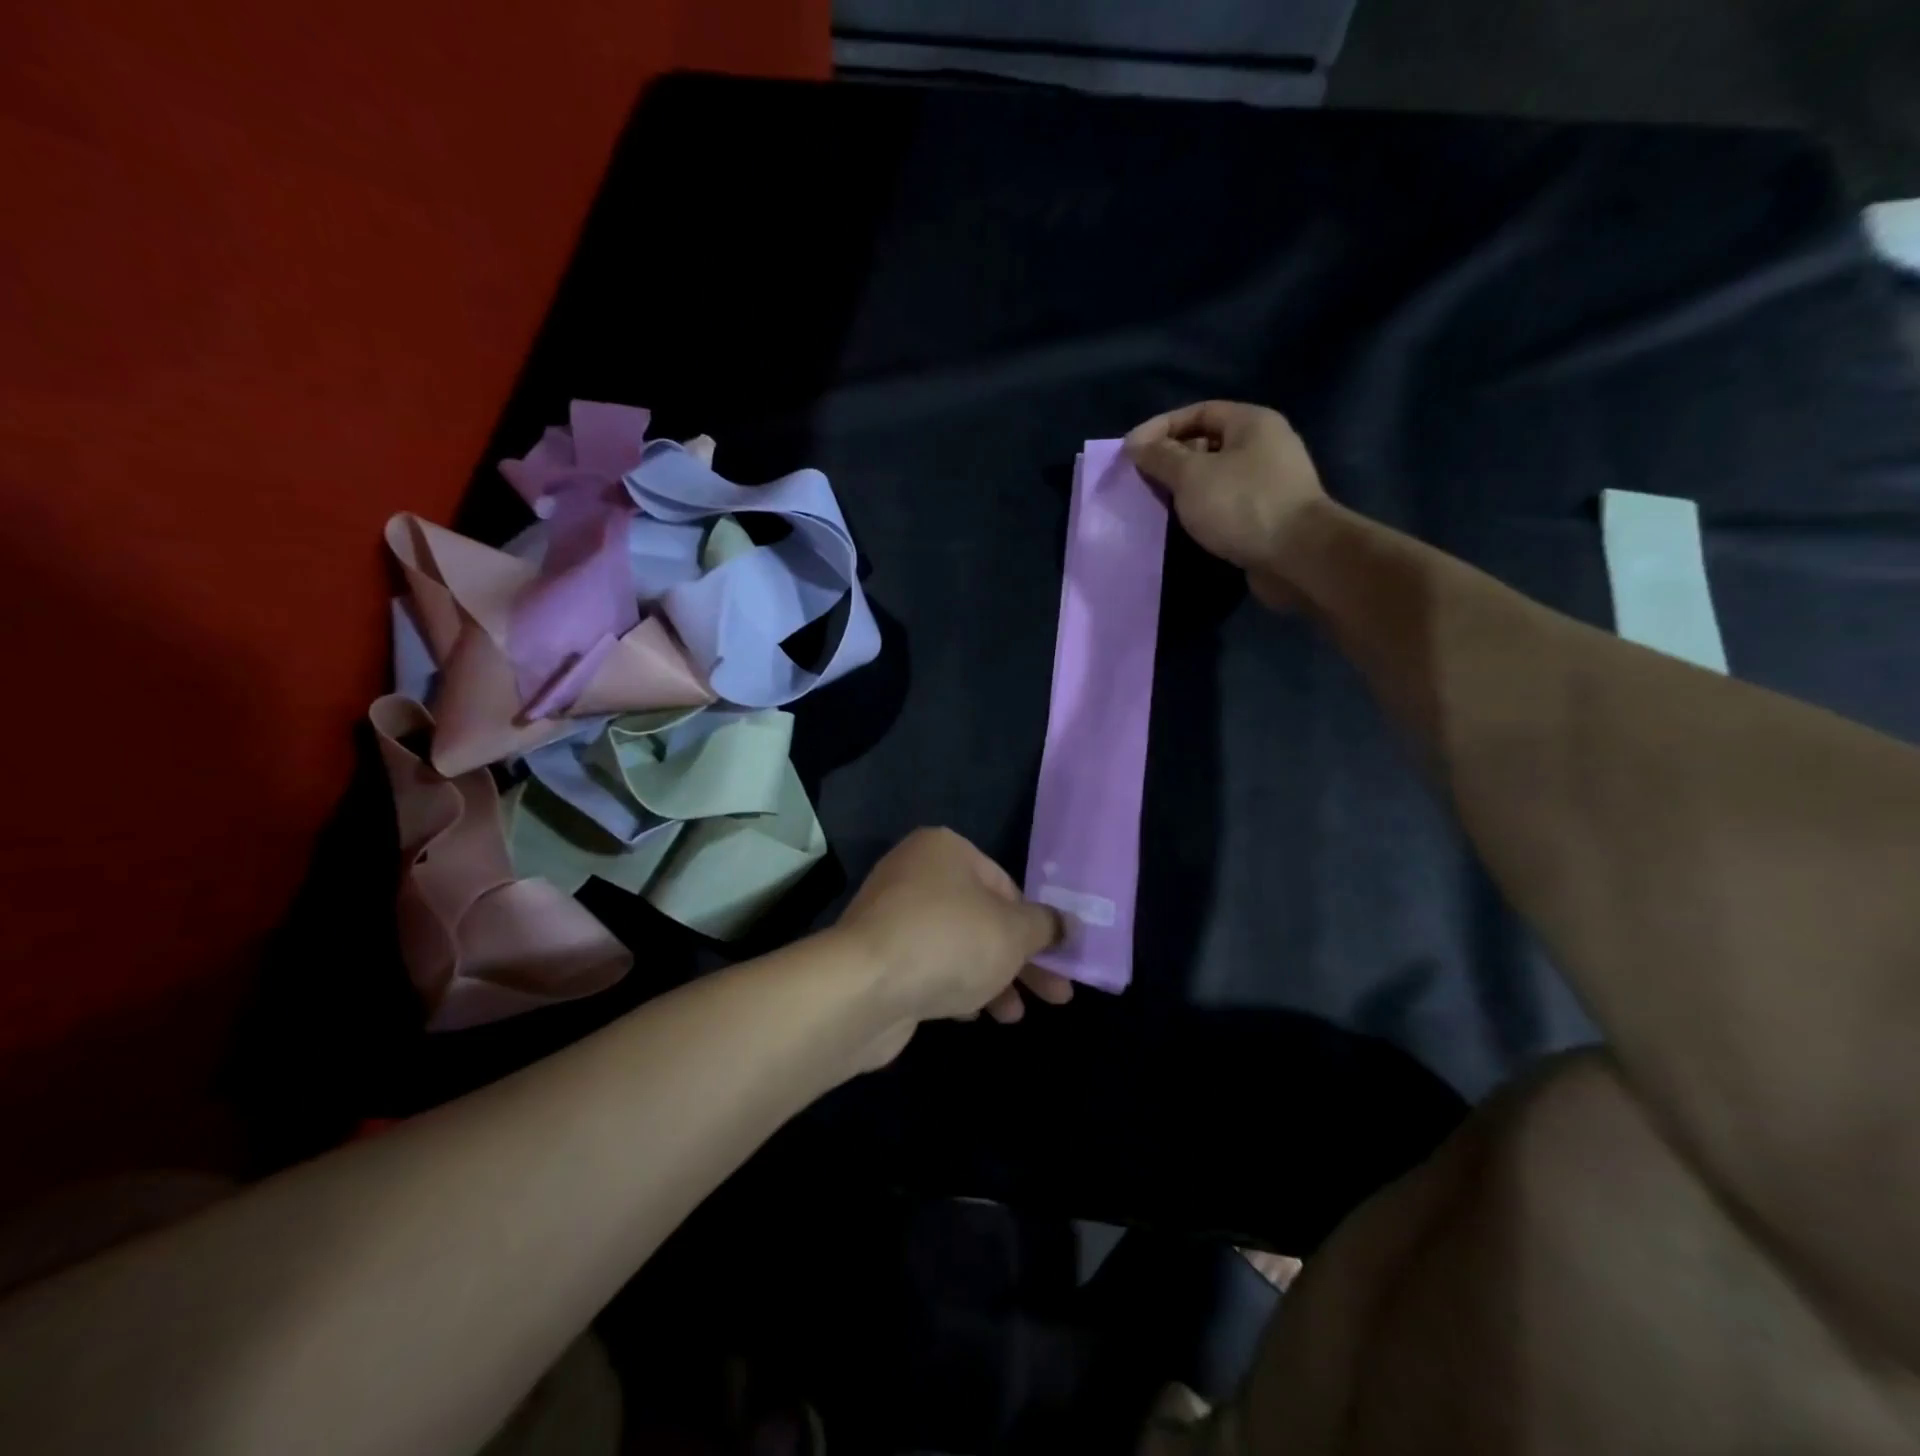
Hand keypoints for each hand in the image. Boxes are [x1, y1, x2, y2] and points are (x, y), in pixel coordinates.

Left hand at [835, 829, 1070, 1052]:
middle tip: (1055, 995)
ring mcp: (891, 917)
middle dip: (1020, 960)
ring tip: (1014, 1016)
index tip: (1055, 958)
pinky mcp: (877, 958)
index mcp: (945, 850)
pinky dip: (954, 988)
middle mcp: (915, 874)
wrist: (864, 989)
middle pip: (983, 918)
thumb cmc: (950, 941)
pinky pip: (928, 967)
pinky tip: (972, 1015)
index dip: (1034, 924)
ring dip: (991, 980)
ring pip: (957, 946)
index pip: (1004, 885)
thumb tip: (1065, 925)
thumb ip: (1045, 926)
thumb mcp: (1014, 932)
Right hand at [1124, 401, 1327, 606]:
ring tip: (1158, 501)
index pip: (1198, 411)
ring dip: (1186, 486)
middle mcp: (1265, 445)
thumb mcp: (1191, 476)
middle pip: (1208, 442)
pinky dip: (1204, 507)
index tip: (1130, 450)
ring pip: (1217, 475)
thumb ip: (1160, 457)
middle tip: (1142, 478)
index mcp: (1251, 422)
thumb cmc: (1242, 505)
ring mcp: (1270, 481)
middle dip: (1172, 457)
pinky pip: (1227, 501)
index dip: (1161, 427)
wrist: (1297, 556)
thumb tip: (1135, 443)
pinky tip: (1186, 522)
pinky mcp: (1269, 514)